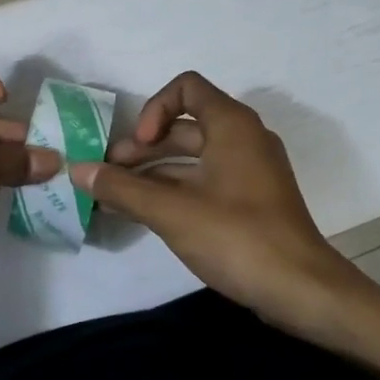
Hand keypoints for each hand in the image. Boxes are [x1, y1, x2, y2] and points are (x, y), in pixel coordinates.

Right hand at [69, 72, 360, 327]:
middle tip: (109, 174)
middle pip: (184, 125)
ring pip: (191, 157)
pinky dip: (172, 189)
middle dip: (142, 147)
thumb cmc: (237, 237)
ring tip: (115, 196)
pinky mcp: (249, 200)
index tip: (139, 145)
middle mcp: (243, 139)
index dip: (154, 109)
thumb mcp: (170, 211)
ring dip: (152, 171)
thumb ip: (121, 187)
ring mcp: (248, 171)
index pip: (185, 88)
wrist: (302, 291)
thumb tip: (77, 169)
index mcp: (231, 126)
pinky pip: (203, 181)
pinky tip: (141, 213)